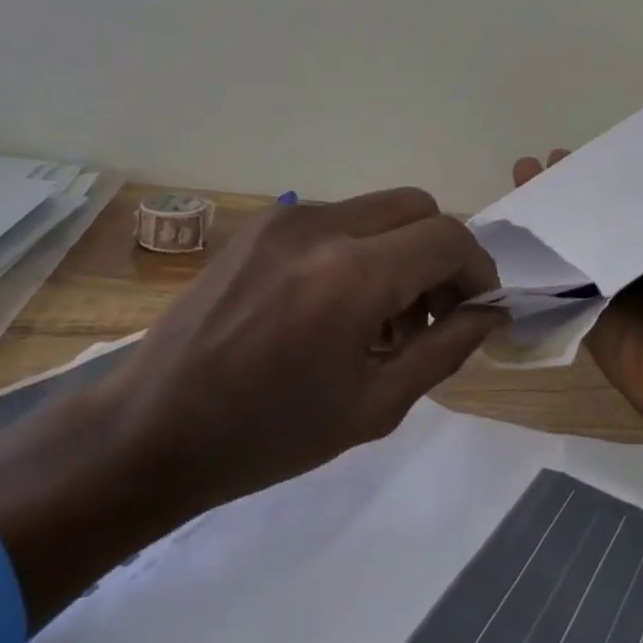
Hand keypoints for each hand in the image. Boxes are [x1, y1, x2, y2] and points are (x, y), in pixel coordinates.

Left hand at [0, 189, 502, 627]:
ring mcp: (284, 219)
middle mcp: (321, 227)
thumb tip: (490, 313)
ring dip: (400, 250)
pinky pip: (336, 219)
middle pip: (418, 206)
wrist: (151, 431)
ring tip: (381, 317)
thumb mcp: (374, 406)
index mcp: (351, 276)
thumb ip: (446, 350)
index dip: (477, 268)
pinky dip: (360, 248)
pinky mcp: (260, 225)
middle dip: (441, 253)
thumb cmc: (268, 435)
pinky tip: (336, 304)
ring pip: (377, 210)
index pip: (447, 238)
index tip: (477, 307)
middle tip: (432, 312)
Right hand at [514, 98, 642, 434]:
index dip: (629, 151)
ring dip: (549, 196)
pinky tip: (512, 215)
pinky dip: (534, 238)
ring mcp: (613, 267)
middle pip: (607, 195)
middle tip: (552, 156)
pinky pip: (557, 260)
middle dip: (579, 173)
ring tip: (526, 171)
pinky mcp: (586, 294)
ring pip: (576, 222)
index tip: (604, 133)